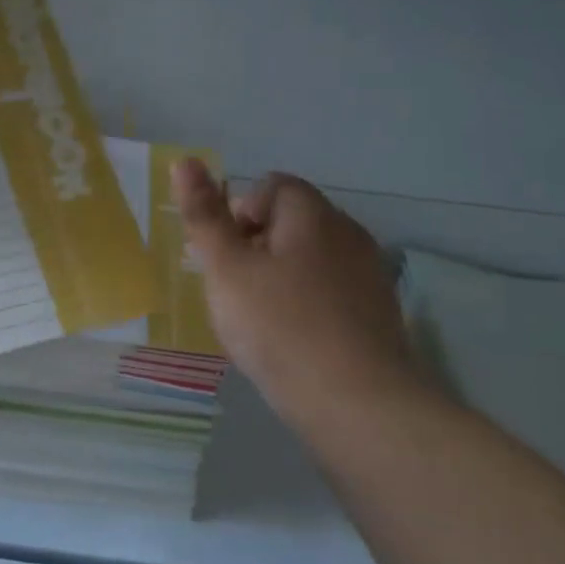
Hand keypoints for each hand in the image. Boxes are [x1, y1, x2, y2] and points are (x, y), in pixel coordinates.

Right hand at [171, 159, 421, 435]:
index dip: (238, 214)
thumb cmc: (280, 327)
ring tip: (259, 320)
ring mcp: (369, 274)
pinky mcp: (378, 313)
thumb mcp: (226, 269)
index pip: (271, 187)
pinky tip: (292, 341)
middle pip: (291, 222)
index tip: (224, 258)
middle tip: (234, 291)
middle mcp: (348, 233)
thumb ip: (204, 215)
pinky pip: (330, 292)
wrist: (357, 403)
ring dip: (279, 277)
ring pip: (310, 259)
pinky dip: (306, 304)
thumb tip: (186, 160)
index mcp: (312, 214)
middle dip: (255, 247)